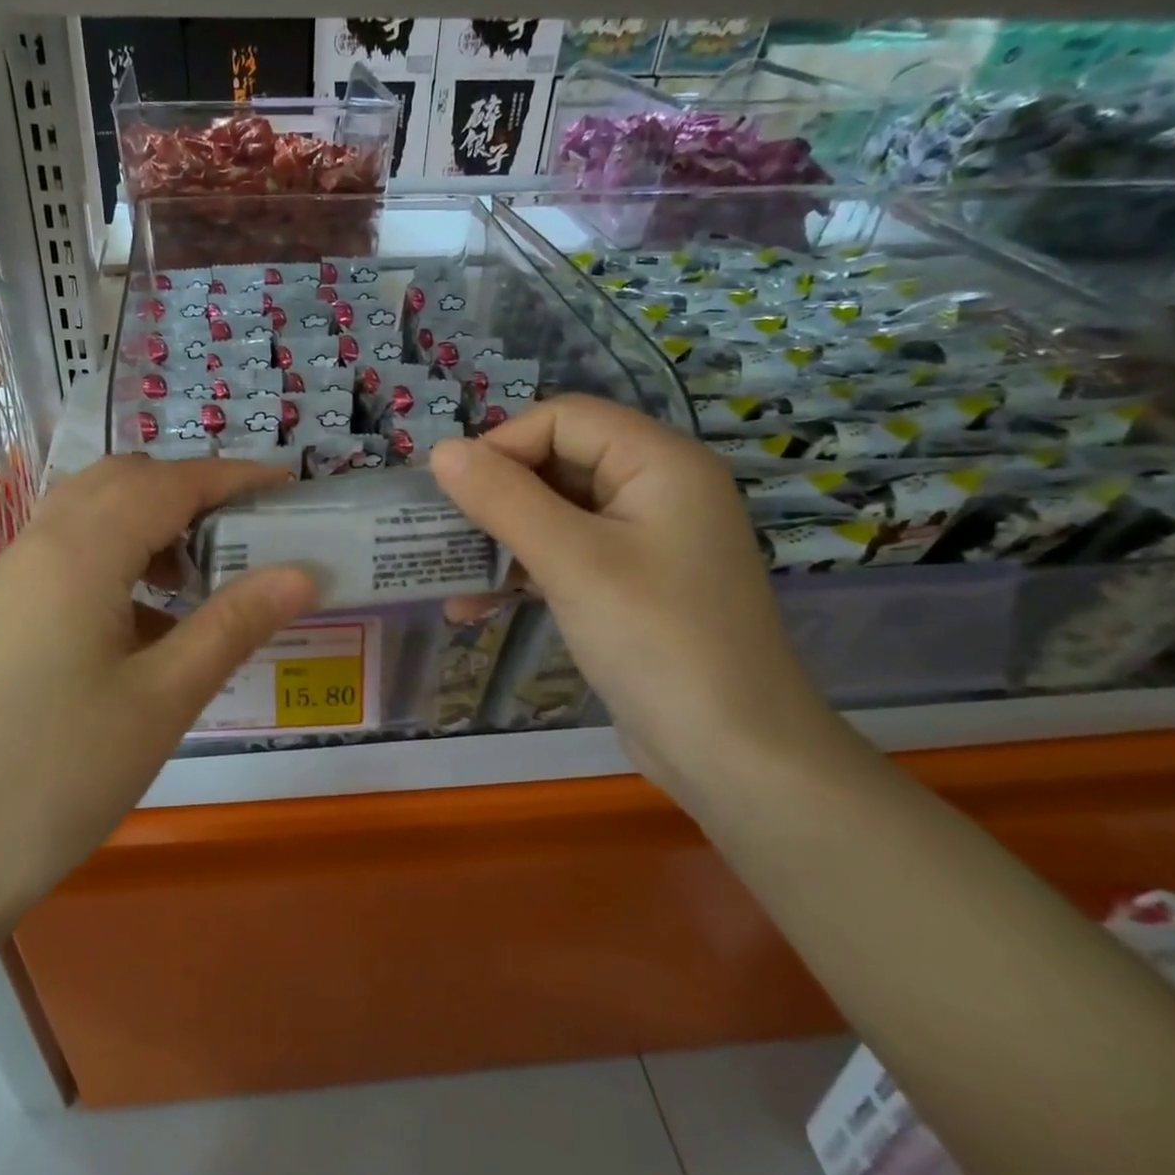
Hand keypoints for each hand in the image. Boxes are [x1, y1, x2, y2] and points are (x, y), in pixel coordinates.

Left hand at [0, 454, 316, 929]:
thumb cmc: (59, 776)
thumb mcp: (162, 700)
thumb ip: (233, 625)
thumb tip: (302, 573)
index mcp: (79, 553)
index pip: (169, 483)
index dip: (232, 476)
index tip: (286, 482)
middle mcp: (39, 546)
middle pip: (123, 482)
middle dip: (190, 489)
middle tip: (246, 528)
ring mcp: (11, 579)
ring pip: (91, 514)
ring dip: (151, 522)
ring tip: (203, 574)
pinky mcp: (2, 613)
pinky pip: (69, 555)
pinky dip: (119, 557)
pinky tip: (150, 620)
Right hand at [430, 395, 835, 791]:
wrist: (733, 756)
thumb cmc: (657, 641)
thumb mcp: (572, 562)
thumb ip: (503, 499)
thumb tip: (441, 451)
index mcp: (659, 462)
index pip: (562, 419)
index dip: (502, 445)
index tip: (451, 493)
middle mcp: (655, 489)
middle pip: (555, 462)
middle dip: (493, 497)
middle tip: (440, 534)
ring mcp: (644, 539)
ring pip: (552, 513)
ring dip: (498, 540)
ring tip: (448, 577)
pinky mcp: (628, 584)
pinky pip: (563, 556)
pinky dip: (520, 572)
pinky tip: (474, 606)